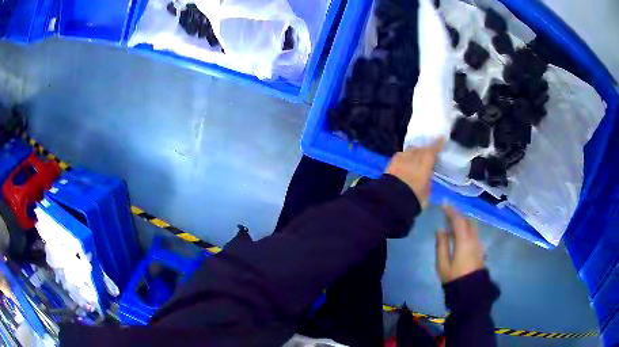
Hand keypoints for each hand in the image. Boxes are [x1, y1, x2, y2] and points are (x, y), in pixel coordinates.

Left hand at [385, 139, 443, 207]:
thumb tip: (426, 176)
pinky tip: (404, 165)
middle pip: (419, 149)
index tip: (441, 138)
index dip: (437, 144)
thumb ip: (427, 180)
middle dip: (422, 151)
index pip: (433, 149)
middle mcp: (412, 155)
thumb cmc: (414, 196)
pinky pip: (399, 158)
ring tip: (413, 162)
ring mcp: (400, 158)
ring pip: (408, 151)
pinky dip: (403, 160)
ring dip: (412, 155)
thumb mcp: (427, 191)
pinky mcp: (389, 163)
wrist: (391, 200)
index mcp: (425, 160)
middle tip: (425, 157)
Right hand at [436, 205, 483, 283]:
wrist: (470, 290)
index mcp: (463, 241)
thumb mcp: (442, 264)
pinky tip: (459, 235)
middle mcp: (473, 239)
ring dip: (463, 221)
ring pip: (472, 226)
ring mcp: (478, 244)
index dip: (451, 210)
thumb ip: (441, 245)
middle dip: (457, 214)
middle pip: (467, 220)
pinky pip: (473, 233)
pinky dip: (466, 228)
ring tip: (452, 222)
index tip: (443, 203)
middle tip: (447, 212)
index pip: (458, 220)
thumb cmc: (454, 278)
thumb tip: (440, 230)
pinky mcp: (480, 249)